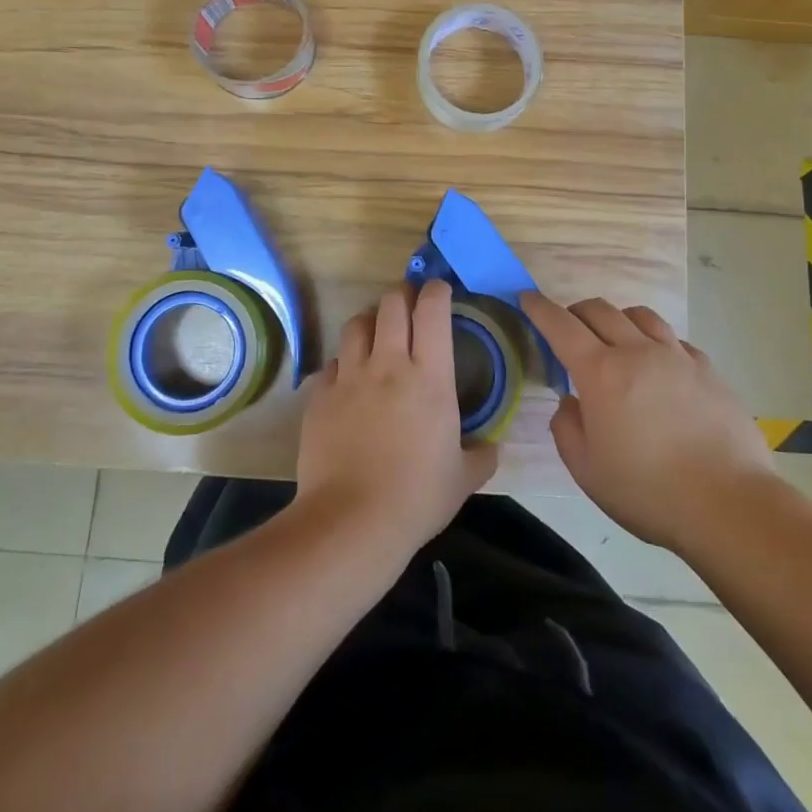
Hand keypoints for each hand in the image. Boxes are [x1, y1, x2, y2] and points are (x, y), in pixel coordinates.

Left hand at [294, 281, 498, 557]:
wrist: (351, 521)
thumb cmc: (416, 498)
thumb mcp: (463, 479)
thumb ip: (482, 456)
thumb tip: (491, 447)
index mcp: (429, 376)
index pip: (432, 309)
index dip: (436, 291)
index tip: (440, 291)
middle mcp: (389, 363)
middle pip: (392, 304)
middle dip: (402, 297)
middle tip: (409, 309)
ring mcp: (350, 376)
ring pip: (357, 323)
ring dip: (370, 322)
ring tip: (376, 335)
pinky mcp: (320, 394)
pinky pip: (332, 363)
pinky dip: (343, 363)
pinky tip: (348, 381)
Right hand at [521, 291, 782, 551]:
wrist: (730, 505)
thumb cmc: (649, 491)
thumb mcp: (587, 471)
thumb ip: (567, 428)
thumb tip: (570, 401)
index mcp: (600, 372)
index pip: (561, 325)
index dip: (539, 308)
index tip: (527, 298)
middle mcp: (636, 351)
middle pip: (599, 310)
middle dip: (575, 311)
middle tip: (568, 328)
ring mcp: (676, 356)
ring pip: (639, 315)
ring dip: (617, 319)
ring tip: (615, 339)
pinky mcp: (708, 369)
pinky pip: (673, 339)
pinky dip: (655, 341)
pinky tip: (658, 365)